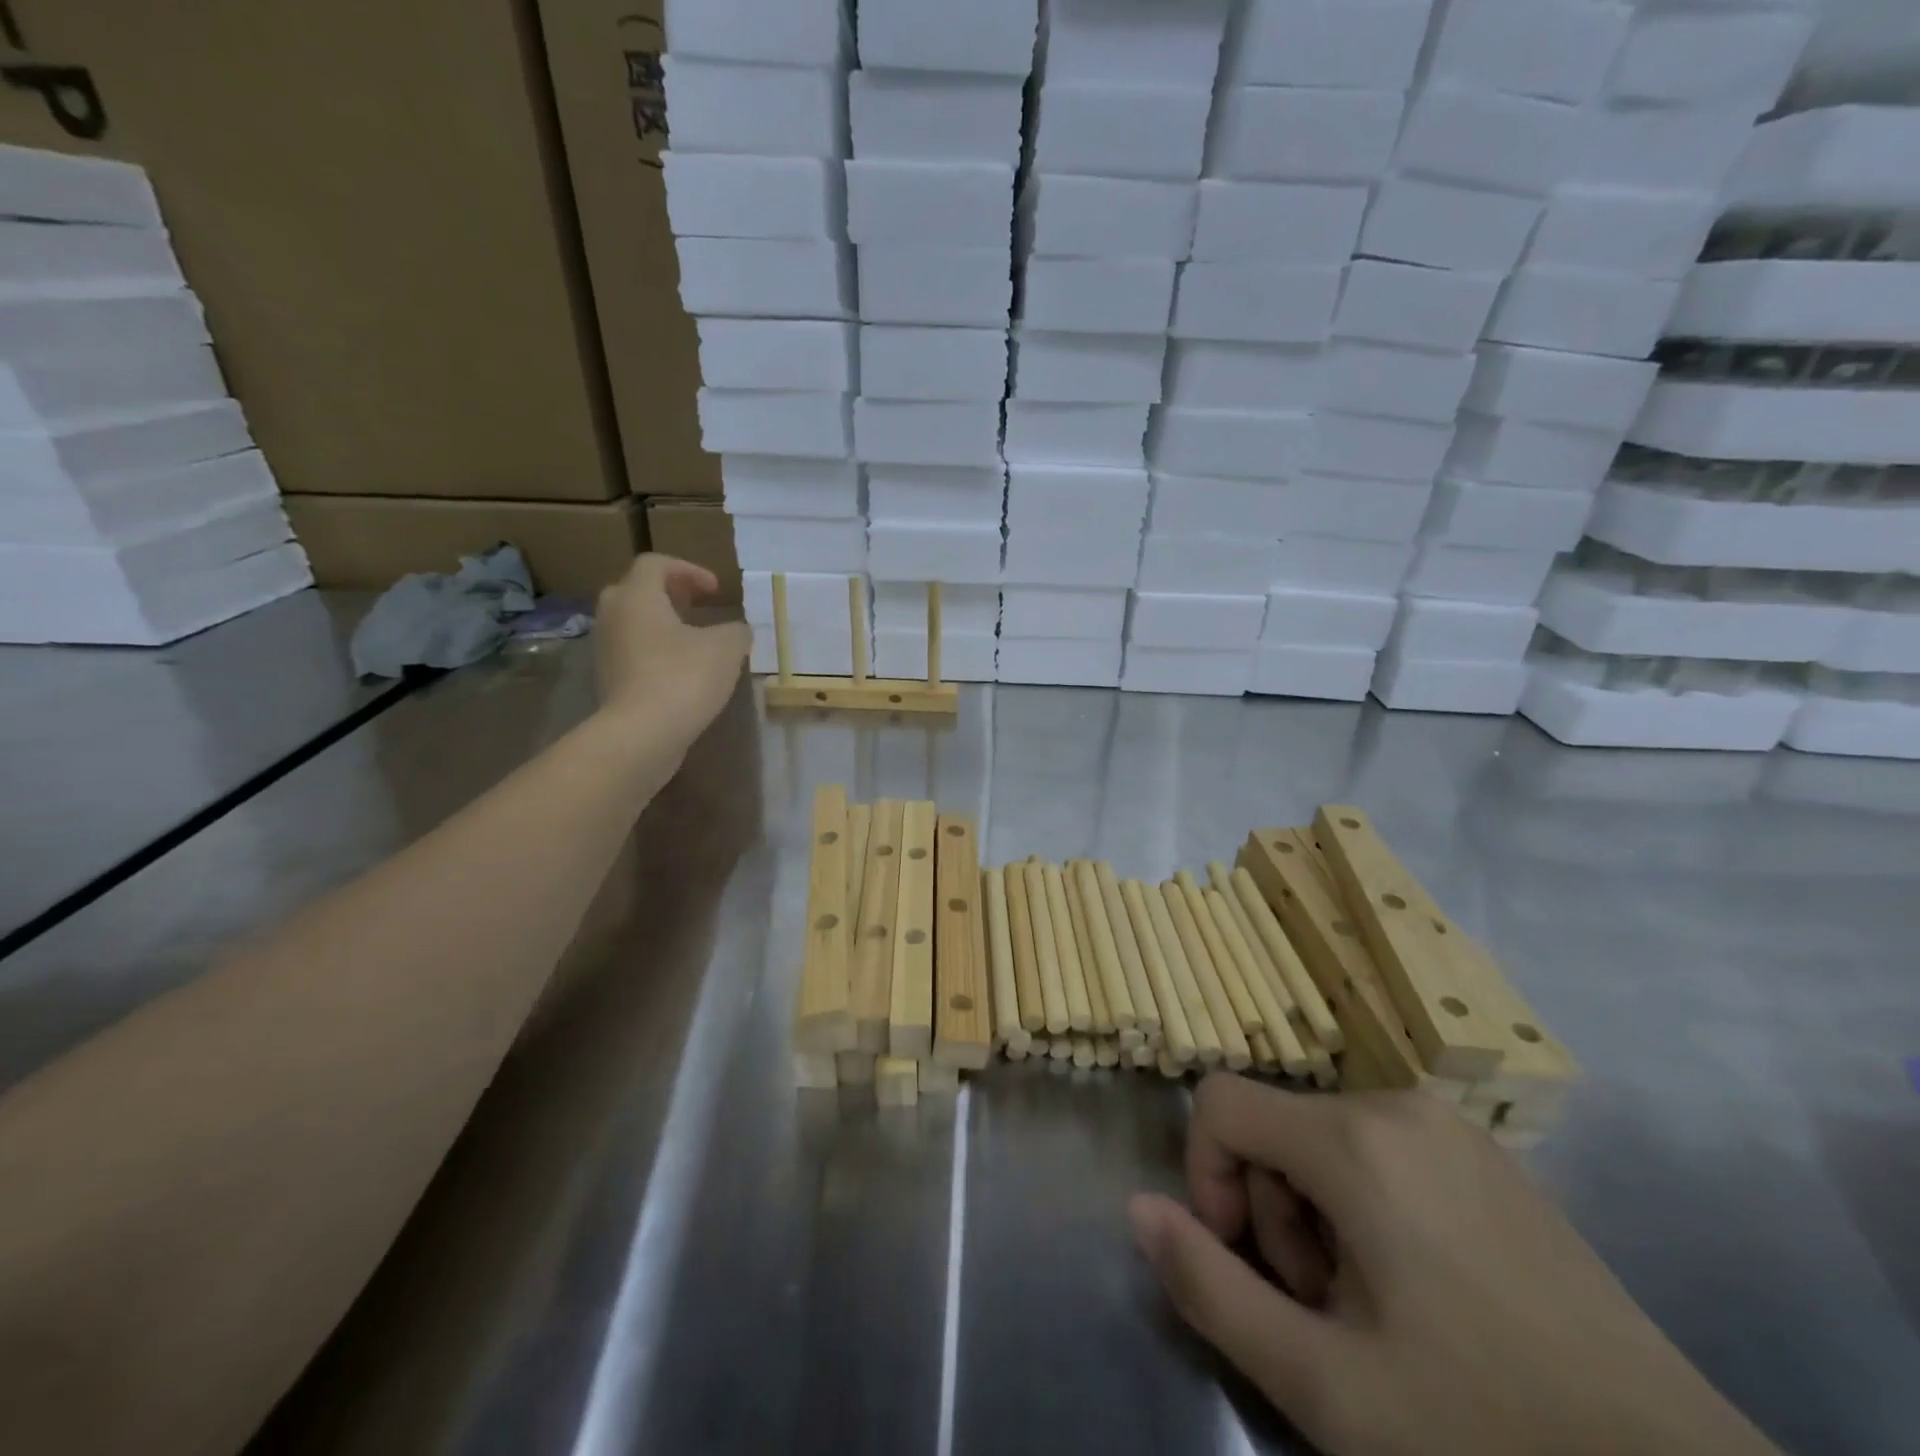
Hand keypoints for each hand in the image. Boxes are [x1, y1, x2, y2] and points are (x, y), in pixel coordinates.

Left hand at [594, 554, 749, 751]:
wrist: (643, 733)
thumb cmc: (684, 677)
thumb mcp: (726, 648)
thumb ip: (735, 631)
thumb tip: (737, 631)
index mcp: (637, 596)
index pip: (656, 564)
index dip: (689, 570)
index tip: (716, 591)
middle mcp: (613, 616)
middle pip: (637, 590)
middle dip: (670, 594)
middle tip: (698, 606)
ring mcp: (606, 649)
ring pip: (634, 623)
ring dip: (663, 624)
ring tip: (695, 640)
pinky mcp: (608, 679)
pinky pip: (633, 652)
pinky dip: (656, 651)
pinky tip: (683, 671)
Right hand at [1130, 1075, 1778, 1455]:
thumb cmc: (1485, 1431)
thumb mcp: (1324, 1383)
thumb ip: (1209, 1286)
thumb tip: (1137, 1209)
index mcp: (1354, 1138)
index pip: (1219, 1102)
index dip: (1205, 1177)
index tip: (1243, 1261)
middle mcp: (1397, 1104)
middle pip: (1274, 1127)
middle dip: (1272, 1213)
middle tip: (1324, 1312)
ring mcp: (1450, 1126)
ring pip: (1323, 1140)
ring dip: (1316, 1216)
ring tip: (1373, 1312)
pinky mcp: (1485, 1155)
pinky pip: (1380, 1151)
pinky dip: (1365, 1208)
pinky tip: (1419, 1292)